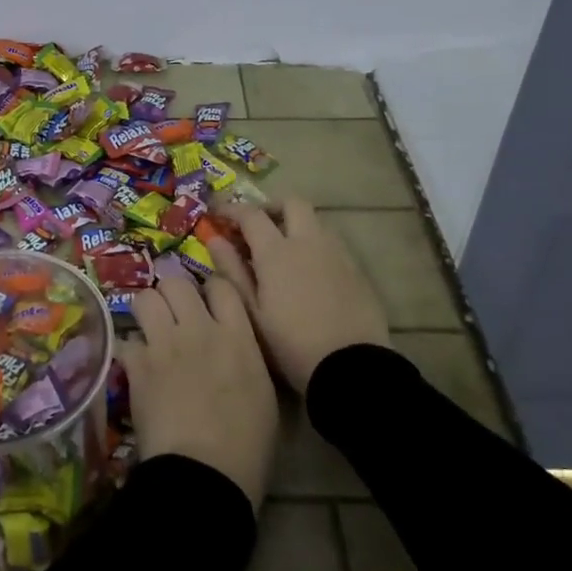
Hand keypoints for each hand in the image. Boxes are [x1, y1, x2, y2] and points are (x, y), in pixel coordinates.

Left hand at [119, 274, 276, 510]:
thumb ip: (248, 356)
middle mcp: (199, 329)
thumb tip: (237, 346)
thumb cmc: (248, 445)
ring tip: (151, 331)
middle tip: (175, 315)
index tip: (209, 303)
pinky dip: (128, 349)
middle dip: (173, 293)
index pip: (221, 285)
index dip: (211, 289)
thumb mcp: (265, 394)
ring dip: (147, 312)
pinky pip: (125, 339)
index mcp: (237, 336)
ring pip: (144, 298)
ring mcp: (164, 345)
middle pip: (176, 282)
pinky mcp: (137, 366)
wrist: (205, 475)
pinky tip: (134, 363)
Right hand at [208, 197, 388, 394]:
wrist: (350, 367)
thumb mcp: (251, 312)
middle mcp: (309, 242)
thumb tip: (215, 240)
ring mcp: (337, 254)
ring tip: (282, 249)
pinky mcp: (356, 270)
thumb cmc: (290, 344)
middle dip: (271, 207)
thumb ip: (232, 271)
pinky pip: (332, 244)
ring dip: (296, 224)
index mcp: (277, 251)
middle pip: (292, 203)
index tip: (217, 212)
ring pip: (315, 221)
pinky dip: (314, 245)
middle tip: (256, 225)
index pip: (251, 214)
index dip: (231, 209)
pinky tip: (308, 271)